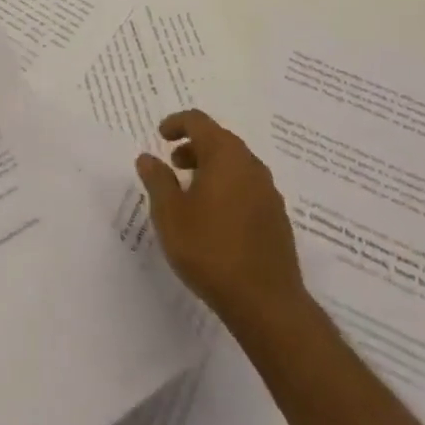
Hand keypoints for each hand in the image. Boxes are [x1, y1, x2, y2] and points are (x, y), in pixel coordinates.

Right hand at [135, 110, 304, 332]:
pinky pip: (247, 187)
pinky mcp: (277, 218)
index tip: (161, 136)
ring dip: (211, 168)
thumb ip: (157, 180)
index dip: (177, 123)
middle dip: (194, 147)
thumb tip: (148, 158)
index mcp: (226, 156)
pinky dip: (227, 188)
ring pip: (236, 165)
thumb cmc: (210, 250)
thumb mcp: (170, 214)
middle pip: (220, 140)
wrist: (266, 302)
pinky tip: (214, 217)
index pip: (199, 122)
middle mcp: (251, 166)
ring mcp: (269, 192)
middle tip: (173, 164)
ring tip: (190, 193)